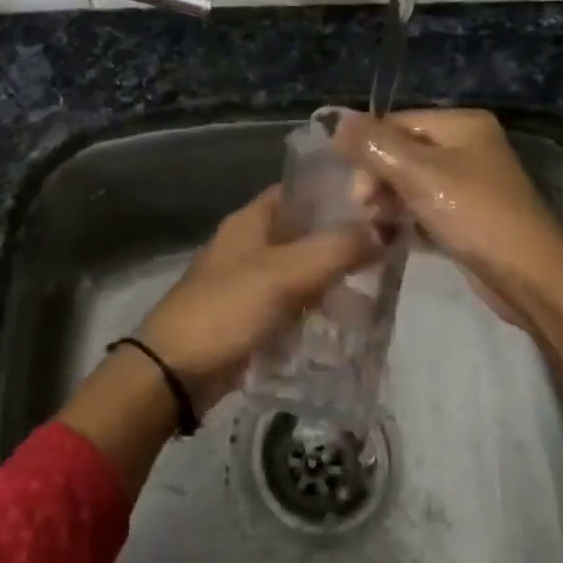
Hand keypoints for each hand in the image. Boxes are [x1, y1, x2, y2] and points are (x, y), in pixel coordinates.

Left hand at [59, 186, 378, 492]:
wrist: (174, 371)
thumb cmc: (227, 309)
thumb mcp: (285, 274)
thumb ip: (336, 248)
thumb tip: (382, 228)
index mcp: (251, 221)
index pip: (299, 191)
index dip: (336, 193)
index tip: (378, 204)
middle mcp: (249, 245)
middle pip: (304, 233)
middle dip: (342, 242)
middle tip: (388, 254)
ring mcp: (248, 283)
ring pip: (301, 272)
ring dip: (332, 280)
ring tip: (377, 294)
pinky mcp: (250, 318)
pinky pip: (291, 306)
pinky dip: (316, 311)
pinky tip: (347, 326)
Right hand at [330, 108, 562, 399]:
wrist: (530, 280)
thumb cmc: (474, 216)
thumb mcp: (419, 174)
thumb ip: (373, 144)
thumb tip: (333, 118)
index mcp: (462, 124)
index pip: (395, 123)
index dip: (368, 152)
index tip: (357, 192)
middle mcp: (467, 146)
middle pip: (401, 151)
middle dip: (378, 180)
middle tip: (368, 210)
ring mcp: (469, 182)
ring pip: (409, 182)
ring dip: (388, 202)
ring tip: (380, 226)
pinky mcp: (467, 216)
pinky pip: (424, 207)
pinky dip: (406, 220)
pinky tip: (391, 237)